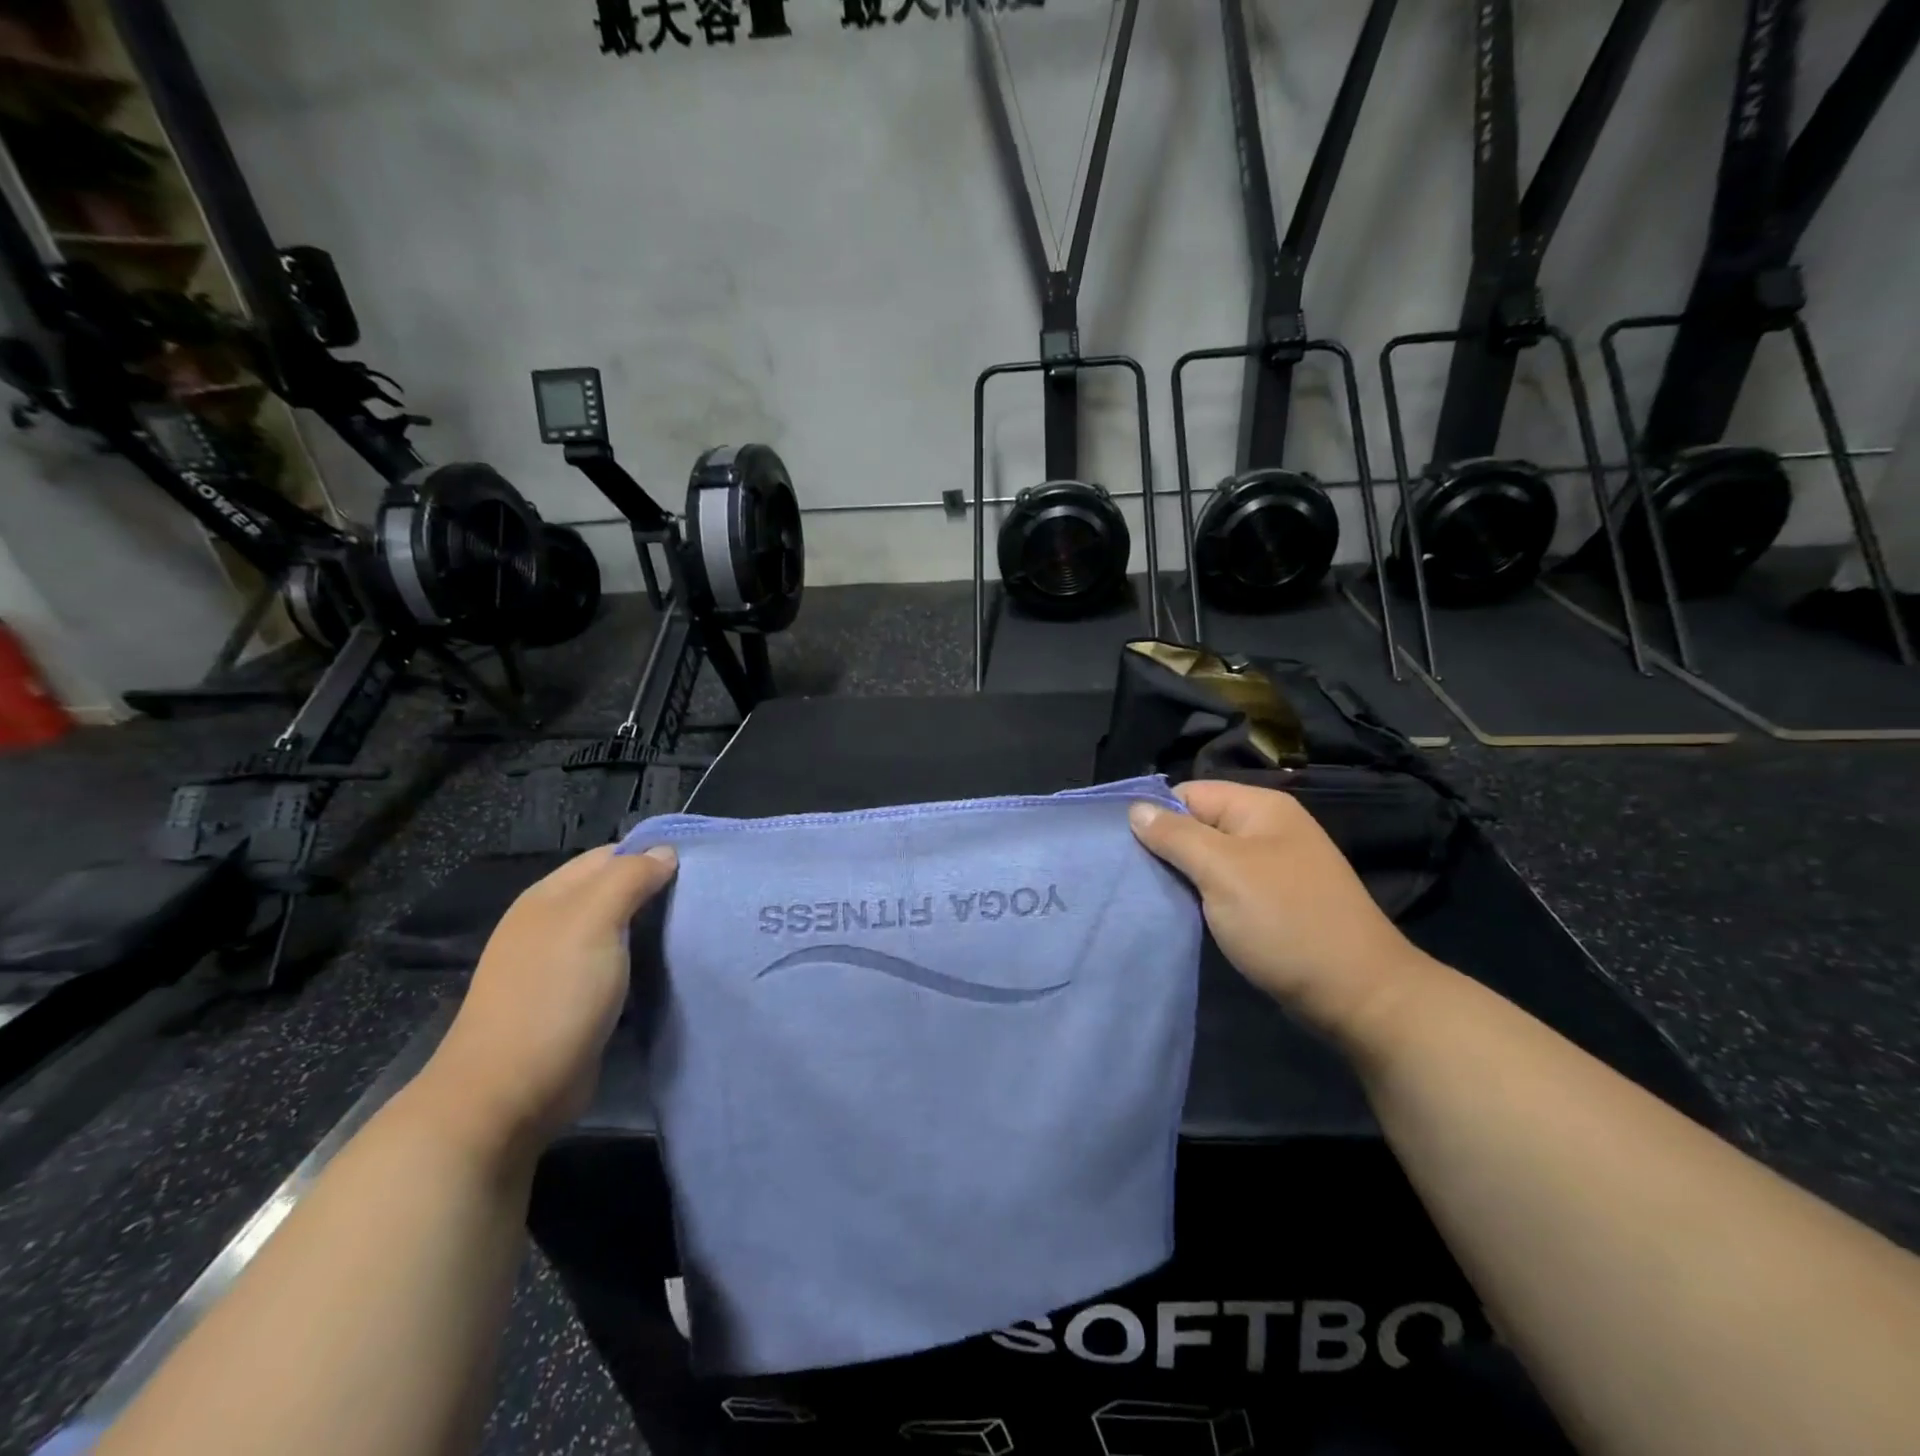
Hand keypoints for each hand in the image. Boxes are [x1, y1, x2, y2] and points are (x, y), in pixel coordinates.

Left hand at [423, 845, 676, 1152]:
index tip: (700, 867)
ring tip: (698, 932)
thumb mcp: (593, 922)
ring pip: (620, 932)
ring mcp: (561, 967)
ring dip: (655, 931)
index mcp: (551, 897)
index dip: (652, 855)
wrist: (509, 1094)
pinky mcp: (575, 1004)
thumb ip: (630, 879)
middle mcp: (553, 925)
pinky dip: (645, 965)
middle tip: (706, 900)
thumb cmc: (553, 996)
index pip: (611, 855)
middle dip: (658, 892)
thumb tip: (666, 853)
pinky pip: (618, 969)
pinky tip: (672, 970)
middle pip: (615, 892)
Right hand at [1129, 781, 1440, 1046]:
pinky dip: (1200, 897)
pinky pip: (1223, 886)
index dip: (1154, 815)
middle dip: (1163, 847)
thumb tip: (1135, 809)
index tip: (1120, 846)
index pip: (1188, 793)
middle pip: (1196, 825)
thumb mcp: (1223, 872)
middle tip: (1127, 875)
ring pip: (1207, 859)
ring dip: (1179, 875)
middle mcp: (1266, 829)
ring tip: (1144, 894)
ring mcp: (1271, 867)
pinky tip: (1178, 912)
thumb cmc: (1285, 922)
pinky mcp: (1271, 902)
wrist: (1357, 995)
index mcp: (1260, 808)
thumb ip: (1176, 836)